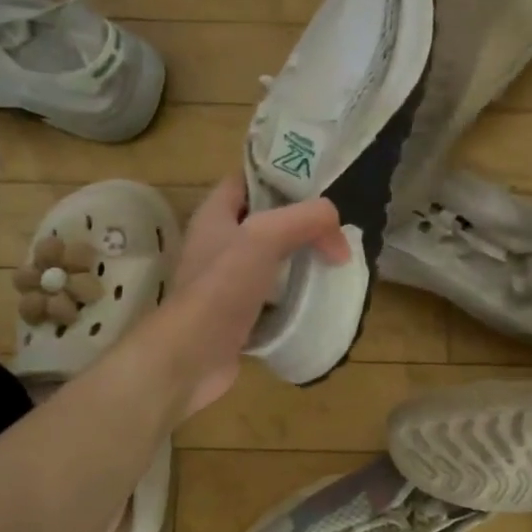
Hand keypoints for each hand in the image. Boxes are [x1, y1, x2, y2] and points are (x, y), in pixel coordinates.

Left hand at [148, 173, 350, 417]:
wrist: (192, 356)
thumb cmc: (222, 286)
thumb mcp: (266, 236)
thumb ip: (307, 220)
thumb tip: (339, 237)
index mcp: (216, 214)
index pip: (248, 179)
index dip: (281, 175)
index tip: (319, 185)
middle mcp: (218, 243)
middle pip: (266, 220)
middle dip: (301, 223)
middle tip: (336, 230)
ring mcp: (226, 281)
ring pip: (272, 260)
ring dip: (301, 261)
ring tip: (335, 262)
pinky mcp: (238, 314)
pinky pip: (273, 296)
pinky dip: (295, 296)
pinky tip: (319, 298)